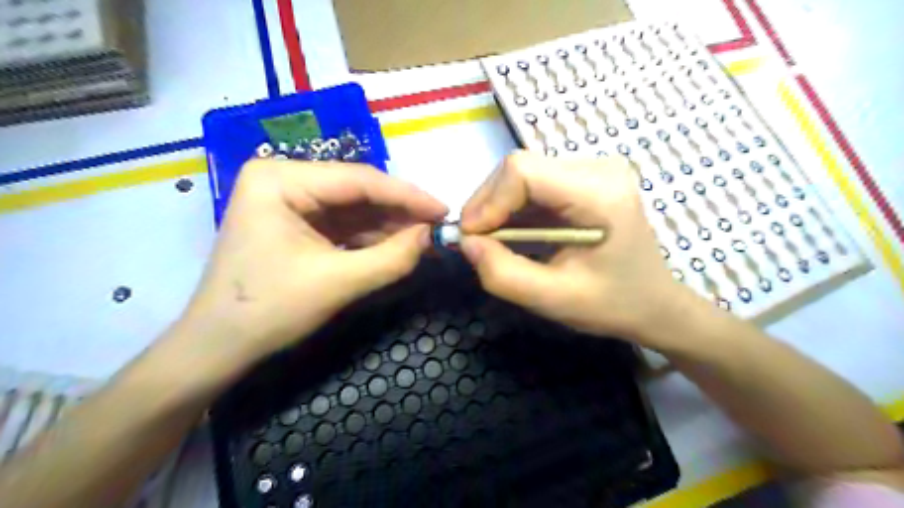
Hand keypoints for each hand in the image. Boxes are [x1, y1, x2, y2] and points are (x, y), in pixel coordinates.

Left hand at [170, 161, 448, 370]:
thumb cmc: (268, 311)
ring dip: (388, 225)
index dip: (407, 196)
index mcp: (280, 179)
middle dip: (398, 212)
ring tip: (424, 239)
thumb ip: (392, 258)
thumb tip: (431, 236)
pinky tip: (397, 245)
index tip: (444, 210)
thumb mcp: (338, 283)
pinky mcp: (296, 222)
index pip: (358, 180)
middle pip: (356, 191)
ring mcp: (288, 200)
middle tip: (437, 227)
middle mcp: (283, 179)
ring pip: (353, 208)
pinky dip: (371, 237)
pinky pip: (343, 224)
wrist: (218, 347)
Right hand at [462, 151, 700, 348]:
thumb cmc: (612, 304)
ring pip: (523, 173)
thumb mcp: (553, 299)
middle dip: (489, 204)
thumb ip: (502, 273)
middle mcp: (598, 168)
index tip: (472, 238)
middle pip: (520, 167)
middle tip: (477, 243)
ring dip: (499, 207)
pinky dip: (515, 208)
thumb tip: (465, 243)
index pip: (523, 171)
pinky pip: (535, 183)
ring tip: (495, 242)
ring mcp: (594, 169)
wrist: (654, 303)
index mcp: (600, 193)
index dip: (488, 201)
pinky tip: (516, 234)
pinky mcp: (585, 179)